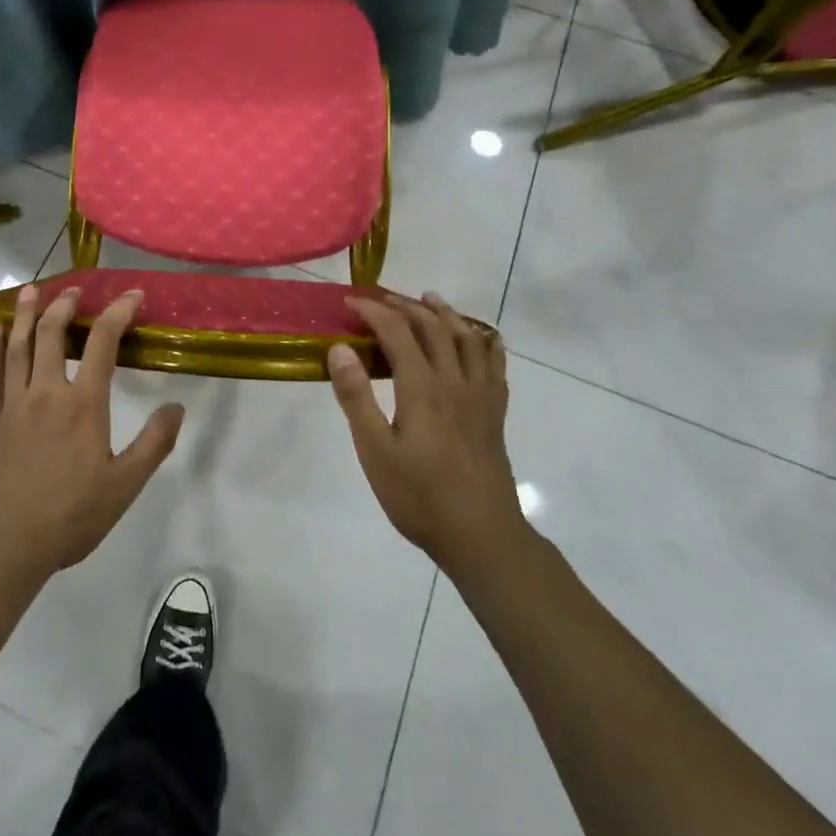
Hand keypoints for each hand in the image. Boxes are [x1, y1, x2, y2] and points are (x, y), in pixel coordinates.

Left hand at [0, 286, 184, 591]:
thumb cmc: (70, 517)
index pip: (102, 343)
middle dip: (65, 305)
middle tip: (75, 289)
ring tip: (31, 290)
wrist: (4, 548)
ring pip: (19, 347)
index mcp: (83, 405)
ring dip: (26, 314)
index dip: (118, 312)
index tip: (132, 295)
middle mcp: (46, 394)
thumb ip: (153, 444)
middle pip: (52, 334)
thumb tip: (176, 406)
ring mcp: (13, 405)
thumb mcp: (124, 486)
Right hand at [327, 293, 526, 573]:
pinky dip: (486, 342)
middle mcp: (454, 381)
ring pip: (467, 338)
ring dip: (445, 313)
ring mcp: (480, 396)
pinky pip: (494, 364)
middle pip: (433, 327)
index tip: (350, 303)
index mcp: (422, 388)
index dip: (373, 311)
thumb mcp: (375, 451)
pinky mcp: (495, 413)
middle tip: (381, 299)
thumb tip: (340, 349)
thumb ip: (356, 398)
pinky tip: (482, 337)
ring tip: (429, 299)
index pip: (397, 332)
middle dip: (405, 306)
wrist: (482, 536)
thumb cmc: (420, 497)